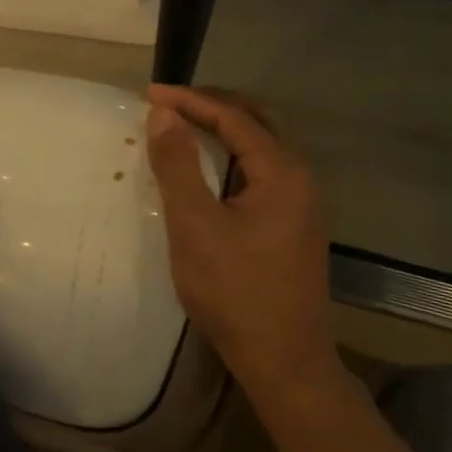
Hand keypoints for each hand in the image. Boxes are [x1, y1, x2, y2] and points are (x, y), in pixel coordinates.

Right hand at [145, 85, 343, 398]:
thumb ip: (178, 166)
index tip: (149, 93)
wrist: (282, 358)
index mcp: (282, 173)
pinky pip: (263, 171)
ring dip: (226, 128)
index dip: (191, 100)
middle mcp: (301, 179)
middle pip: (260, 121)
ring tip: (185, 126)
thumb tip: (164, 114)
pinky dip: (233, 156)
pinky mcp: (294, 225)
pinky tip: (210, 170)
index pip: (235, 117)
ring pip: (264, 146)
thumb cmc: (233, 290)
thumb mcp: (194, 225)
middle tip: (170, 102)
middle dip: (214, 104)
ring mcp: (302, 204)